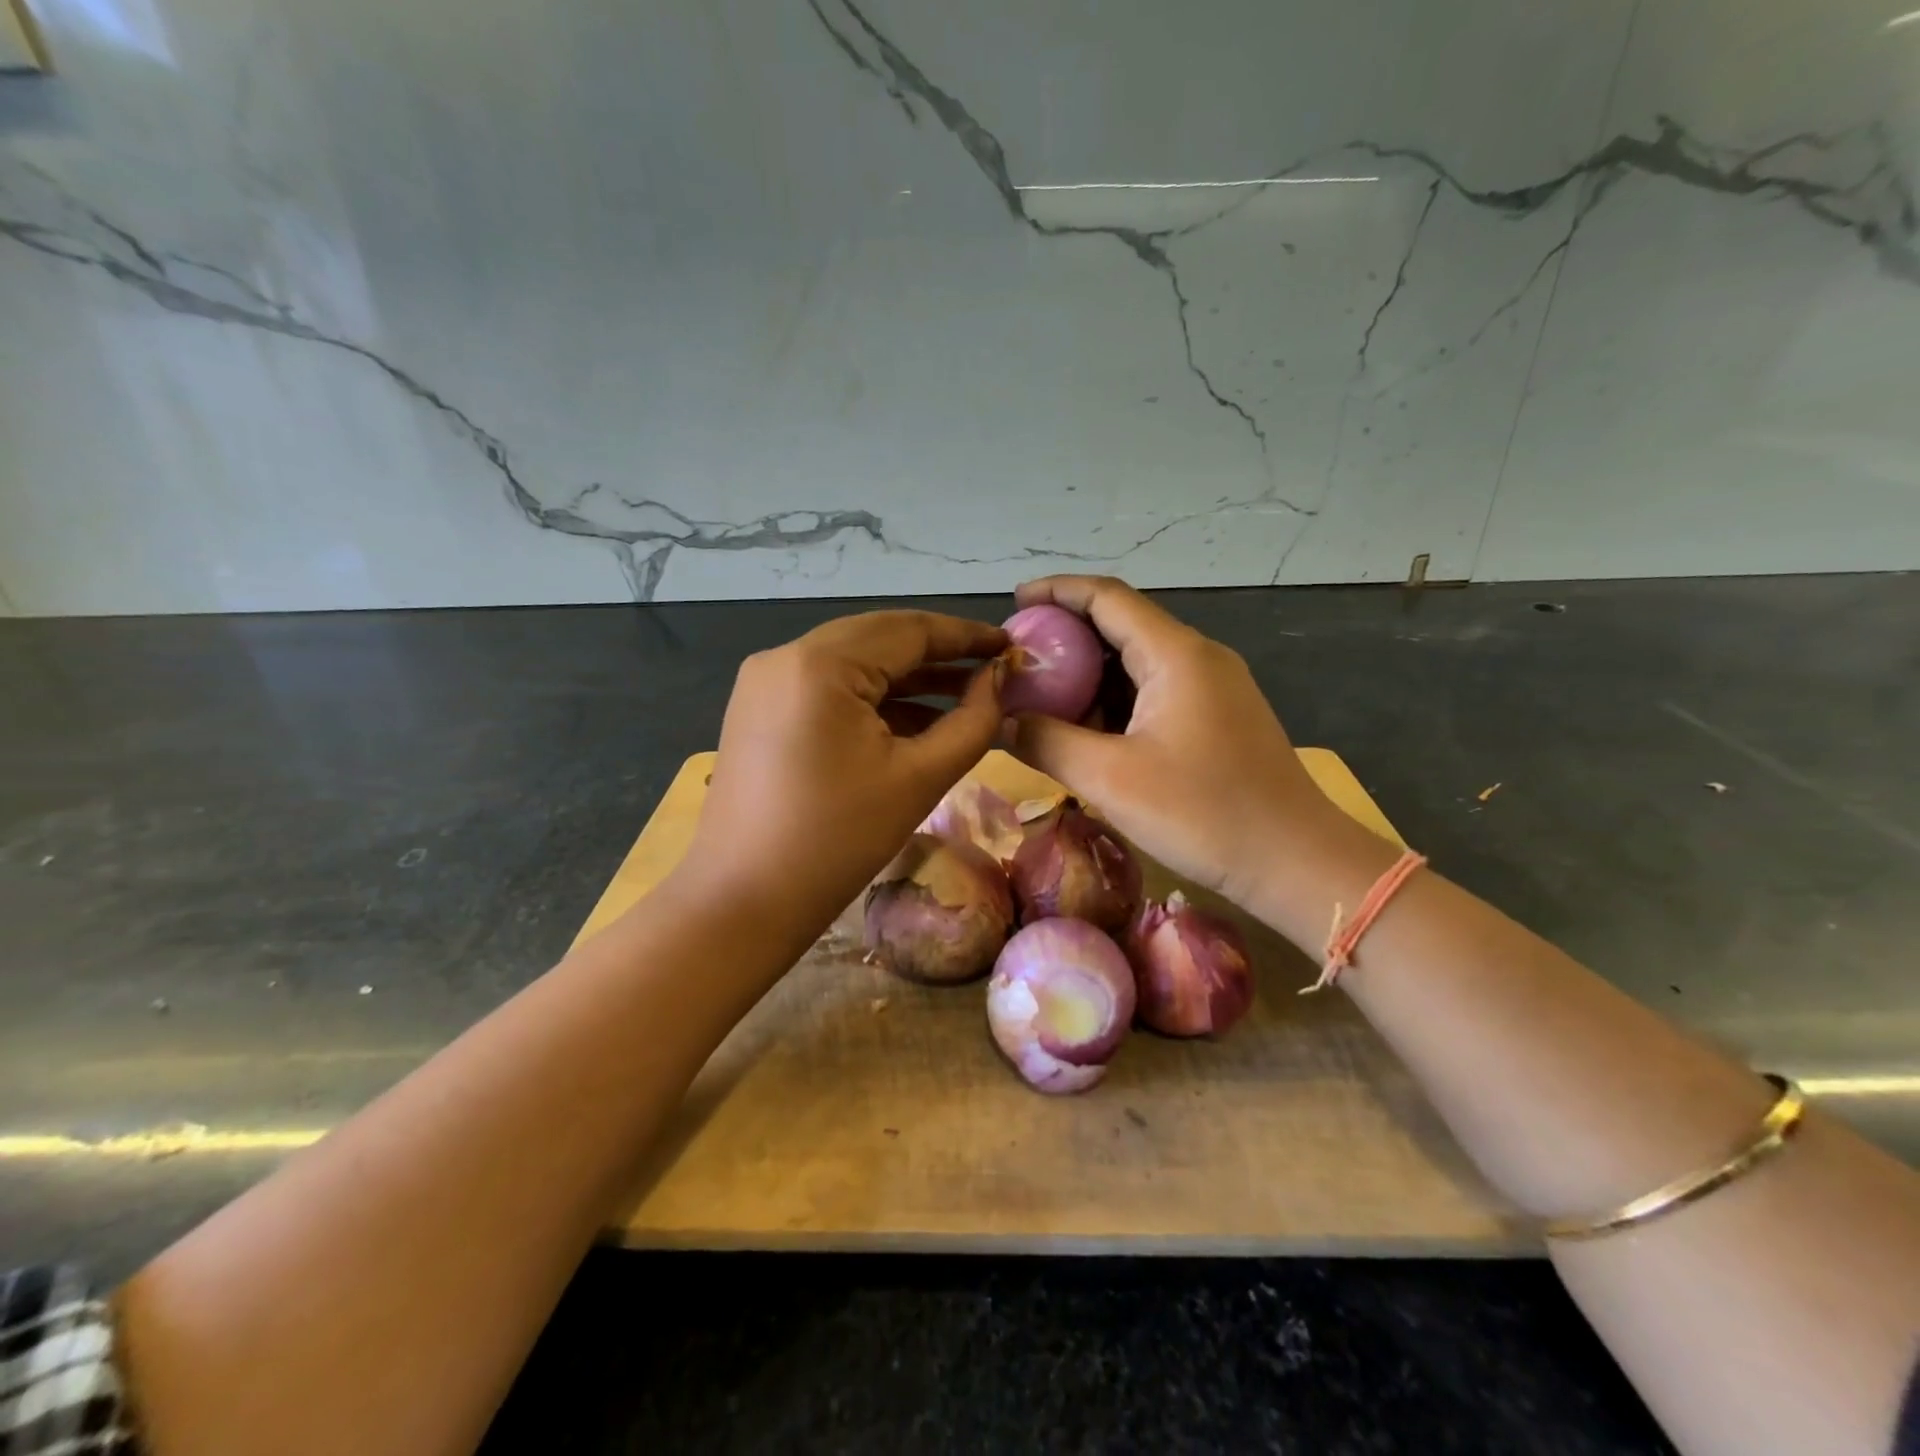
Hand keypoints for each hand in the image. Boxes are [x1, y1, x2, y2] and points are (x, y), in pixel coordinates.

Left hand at [684, 610, 1007, 933]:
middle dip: (938, 652)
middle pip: (878, 639)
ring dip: (907, 678)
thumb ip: (972, 721)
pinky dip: (872, 699)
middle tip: (992, 666)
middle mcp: (785, 656)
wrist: (743, 903)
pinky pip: (828, 689)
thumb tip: (999, 678)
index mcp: (820, 664)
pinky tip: (915, 720)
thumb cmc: (838, 841)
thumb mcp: (919, 778)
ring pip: (852, 663)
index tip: (1010, 642)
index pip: (908, 630)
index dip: (965, 635)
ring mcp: (765, 682)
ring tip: (966, 692)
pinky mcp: (759, 710)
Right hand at [1008, 576, 1341, 917]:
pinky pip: (1154, 690)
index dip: (1057, 592)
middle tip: (1019, 660)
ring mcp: (1212, 687)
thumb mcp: (1109, 779)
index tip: (1014, 602)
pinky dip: (1114, 698)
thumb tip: (997, 721)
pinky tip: (1086, 726)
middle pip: (1121, 624)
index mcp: (1175, 654)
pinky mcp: (1216, 716)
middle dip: (1066, 636)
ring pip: (1137, 660)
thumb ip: (1045, 742)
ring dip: (1089, 672)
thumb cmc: (1203, 813)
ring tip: (1042, 695)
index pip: (1107, 597)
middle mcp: (1196, 657)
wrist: (1295, 861)